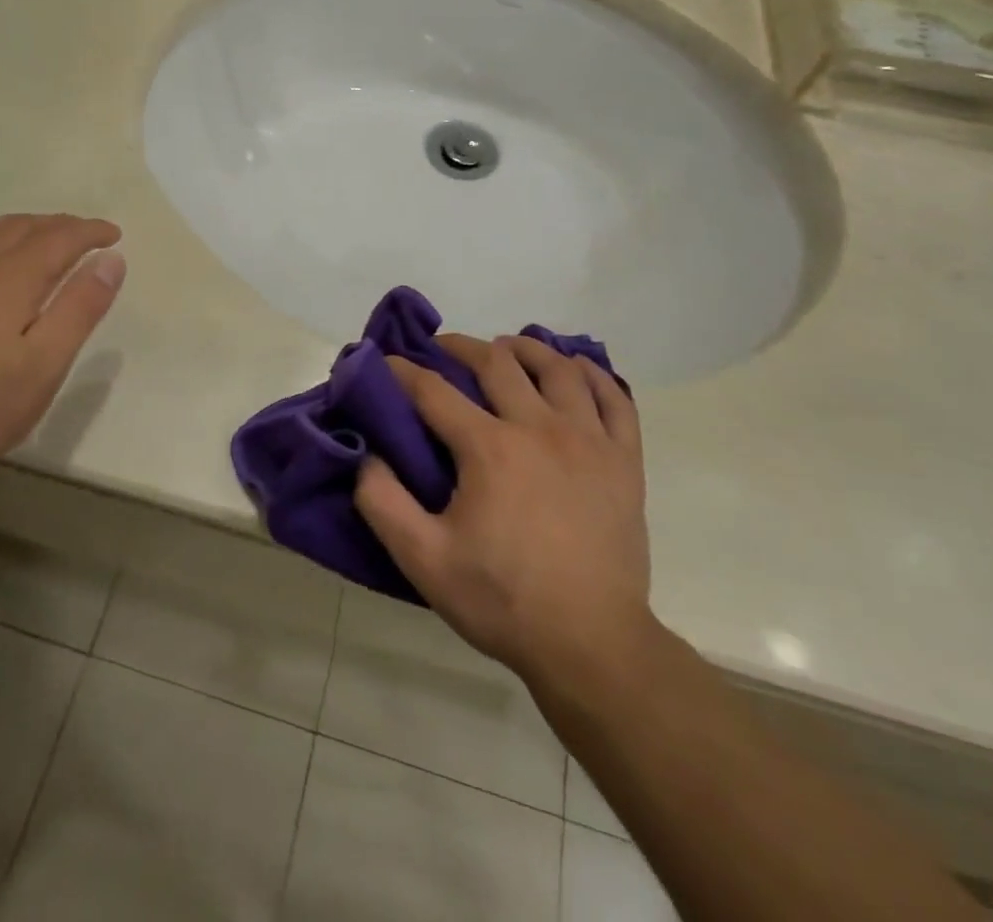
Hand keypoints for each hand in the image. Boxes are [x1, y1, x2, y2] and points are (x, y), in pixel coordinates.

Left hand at [0, 214, 124, 489]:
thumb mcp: (44, 366)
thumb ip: (80, 307)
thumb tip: (111, 259)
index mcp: (9, 275)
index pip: (61, 236)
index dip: (91, 231)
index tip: (114, 235)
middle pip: (25, 225)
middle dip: (62, 226)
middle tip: (87, 237)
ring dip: (25, 226)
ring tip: (44, 239)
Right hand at [355, 333, 655, 683]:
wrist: (592, 646)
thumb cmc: (503, 600)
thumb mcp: (423, 560)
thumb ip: (382, 502)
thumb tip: (367, 455)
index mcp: (489, 448)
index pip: (434, 390)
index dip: (404, 370)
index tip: (386, 361)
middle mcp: (539, 428)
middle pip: (497, 363)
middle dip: (462, 347)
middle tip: (443, 348)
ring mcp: (589, 440)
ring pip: (558, 368)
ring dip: (526, 348)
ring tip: (507, 348)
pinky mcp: (624, 461)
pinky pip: (615, 398)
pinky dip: (594, 374)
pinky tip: (576, 369)